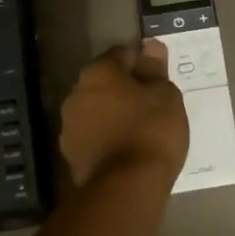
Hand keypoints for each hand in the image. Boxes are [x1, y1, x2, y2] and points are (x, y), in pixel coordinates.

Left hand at [57, 41, 188, 188]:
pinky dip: (106, 138)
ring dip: (113, 114)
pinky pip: (93, 136)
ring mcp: (69, 126)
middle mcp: (75, 93)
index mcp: (98, 72)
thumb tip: (150, 46)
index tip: (159, 80)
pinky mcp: (70, 155)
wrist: (125, 189)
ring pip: (96, 110)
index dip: (142, 64)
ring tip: (140, 131)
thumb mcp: (165, 95)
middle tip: (152, 105)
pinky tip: (126, 151)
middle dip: (125, 89)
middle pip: (104, 82)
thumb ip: (155, 69)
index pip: (121, 55)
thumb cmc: (150, 132)